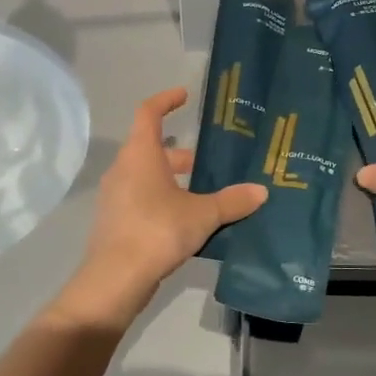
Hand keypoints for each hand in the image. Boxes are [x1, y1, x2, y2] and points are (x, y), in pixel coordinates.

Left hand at [71, 87, 267, 315]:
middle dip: (181, 155)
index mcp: (140, 155)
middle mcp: (123, 169)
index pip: (148, 113)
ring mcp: (115, 196)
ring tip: (205, 194)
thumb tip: (261, 191)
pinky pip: (142, 199)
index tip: (184, 96)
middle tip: (208, 162)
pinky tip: (187, 221)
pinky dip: (163, 200)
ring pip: (147, 176)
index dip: (166, 100)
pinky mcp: (116, 221)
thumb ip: (231, 201)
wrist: (115, 280)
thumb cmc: (157, 231)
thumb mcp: (202, 215)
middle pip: (151, 149)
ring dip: (173, 180)